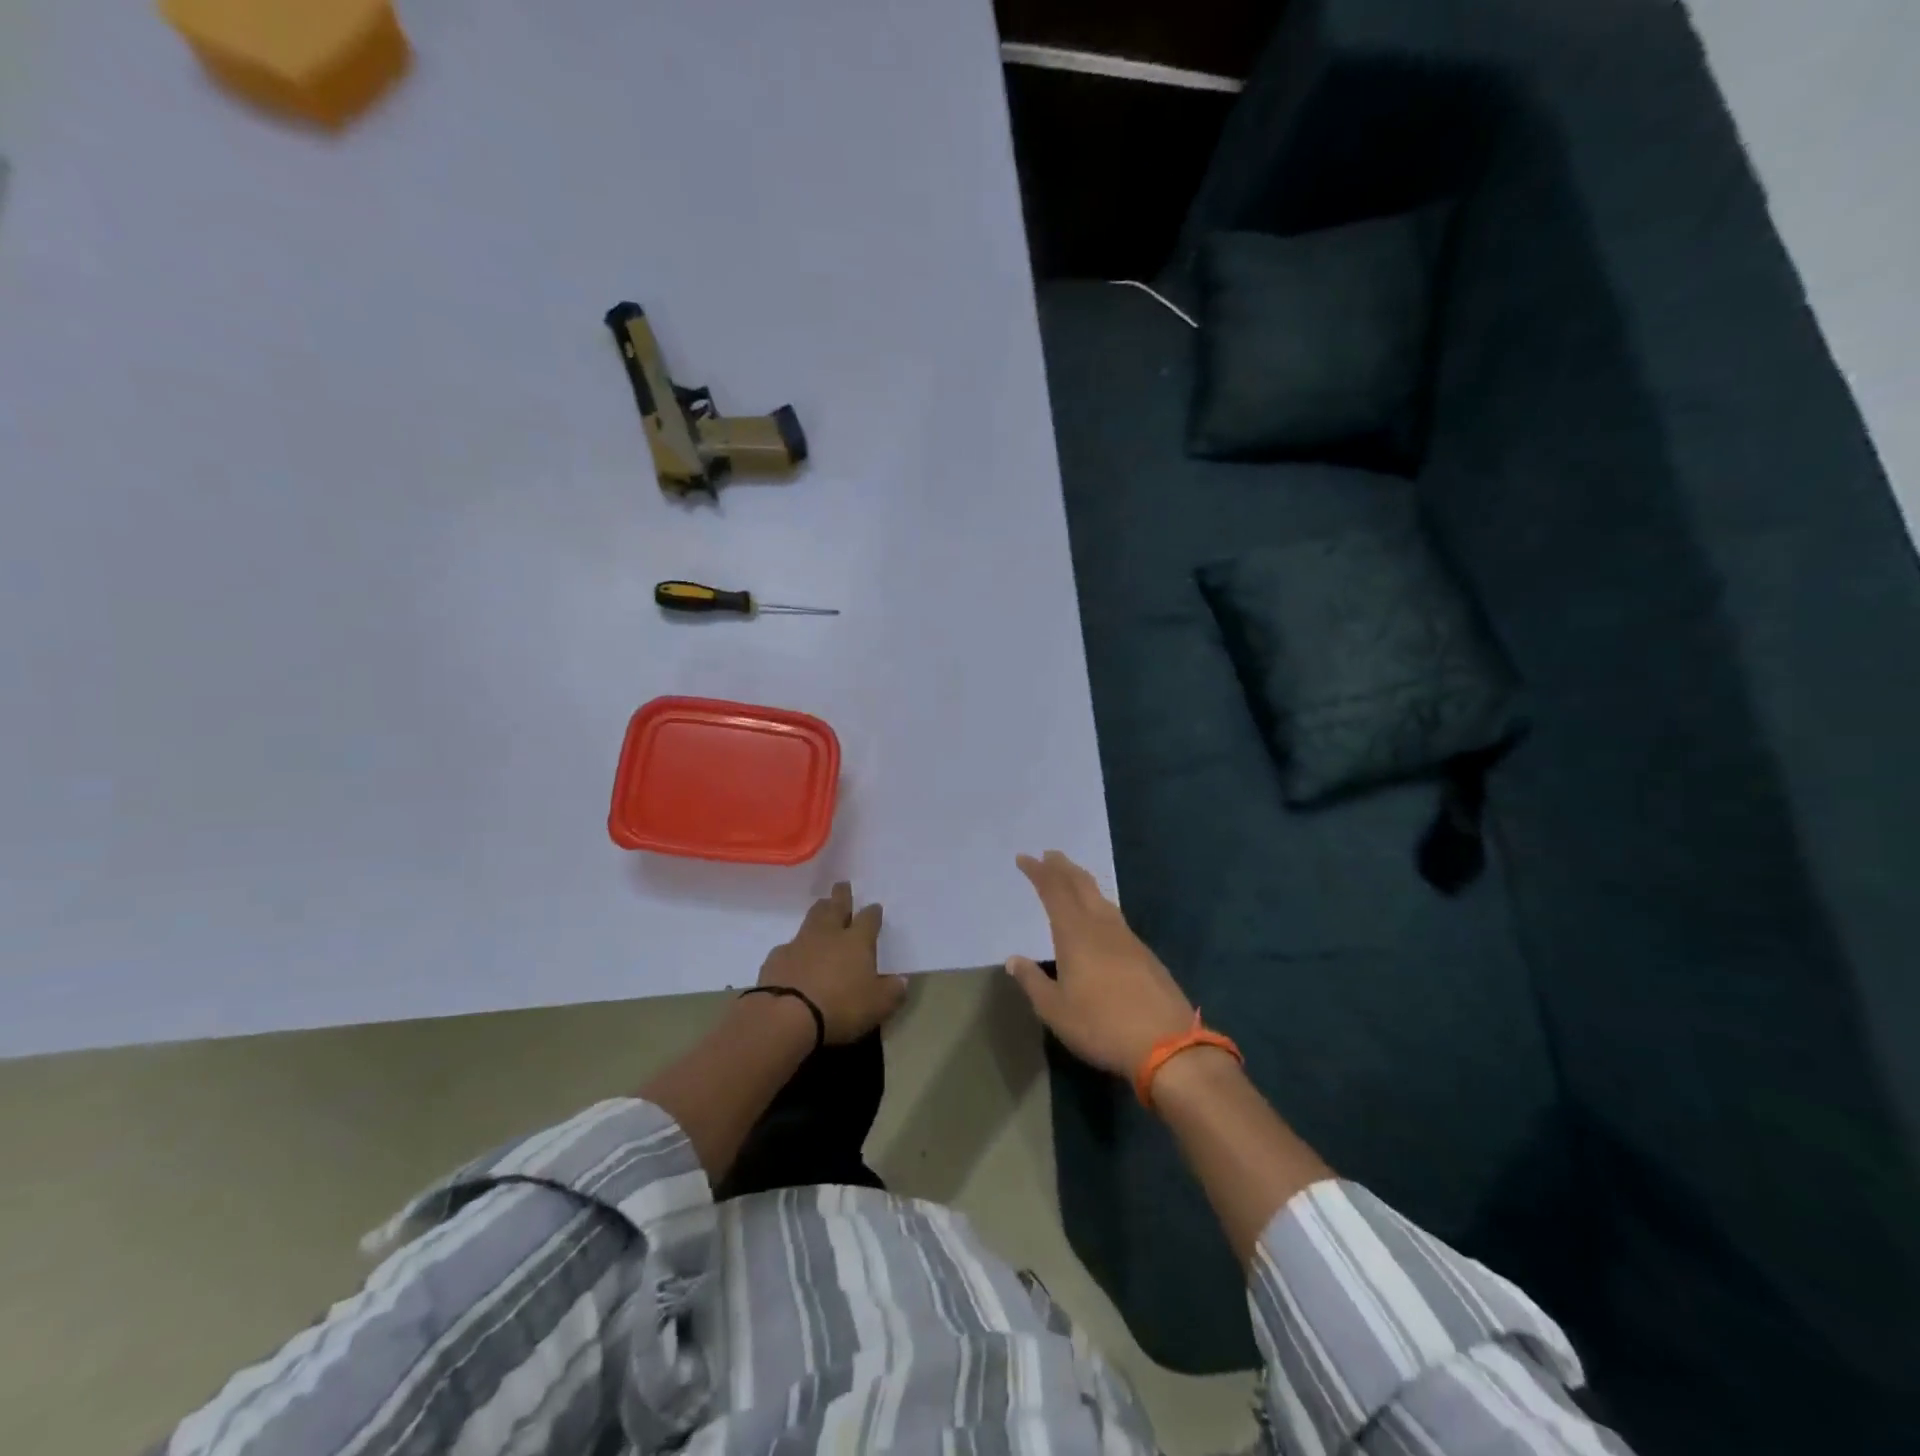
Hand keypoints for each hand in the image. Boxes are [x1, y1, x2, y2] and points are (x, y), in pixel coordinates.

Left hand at [757, 881, 907, 1043]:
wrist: (786, 1016)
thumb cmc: (840, 1007)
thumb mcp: (878, 1005)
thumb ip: (892, 991)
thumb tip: (901, 980)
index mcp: (857, 941)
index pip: (869, 919)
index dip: (873, 913)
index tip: (875, 908)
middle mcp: (829, 934)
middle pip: (836, 907)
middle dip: (841, 896)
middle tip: (842, 885)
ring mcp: (799, 943)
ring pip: (811, 919)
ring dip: (819, 911)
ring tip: (821, 906)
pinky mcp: (776, 958)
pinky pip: (789, 946)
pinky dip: (795, 946)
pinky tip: (795, 954)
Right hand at [1004, 851, 1195, 1077]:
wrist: (1167, 1043)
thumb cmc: (1101, 1025)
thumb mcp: (1055, 1010)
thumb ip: (1033, 981)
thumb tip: (1013, 959)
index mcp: (1076, 934)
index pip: (1053, 892)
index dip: (1038, 873)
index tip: (1024, 858)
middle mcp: (1102, 927)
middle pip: (1081, 886)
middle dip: (1063, 868)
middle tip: (1050, 855)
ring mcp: (1127, 939)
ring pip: (1101, 899)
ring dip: (1083, 883)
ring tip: (1073, 878)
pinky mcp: (1144, 954)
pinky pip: (1115, 916)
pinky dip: (1100, 905)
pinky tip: (1100, 917)